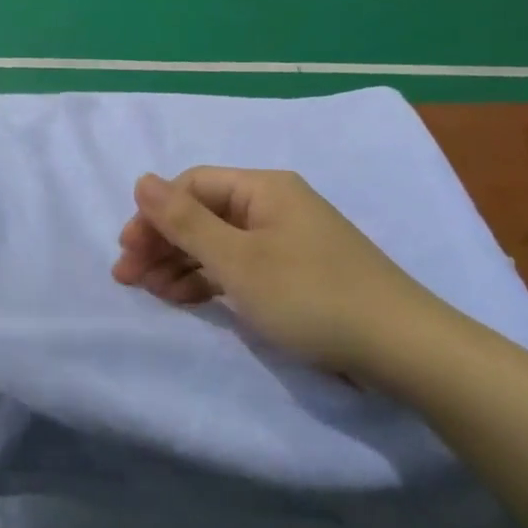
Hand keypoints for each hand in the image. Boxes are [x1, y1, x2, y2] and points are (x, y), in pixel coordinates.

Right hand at [112, 167, 456, 383]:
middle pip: (203, 214)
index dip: (154, 214)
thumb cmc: (311, 296)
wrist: (401, 348)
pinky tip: (186, 300)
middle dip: (162, 242)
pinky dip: (209, 282)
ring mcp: (286, 241)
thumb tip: (141, 179)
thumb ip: (185, 222)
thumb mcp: (238, 260)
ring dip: (181, 264)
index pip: (192, 186)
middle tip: (129, 277)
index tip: (127, 251)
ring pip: (218, 243)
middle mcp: (274, 206)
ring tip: (152, 293)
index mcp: (263, 189)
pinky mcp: (294, 274)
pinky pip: (239, 267)